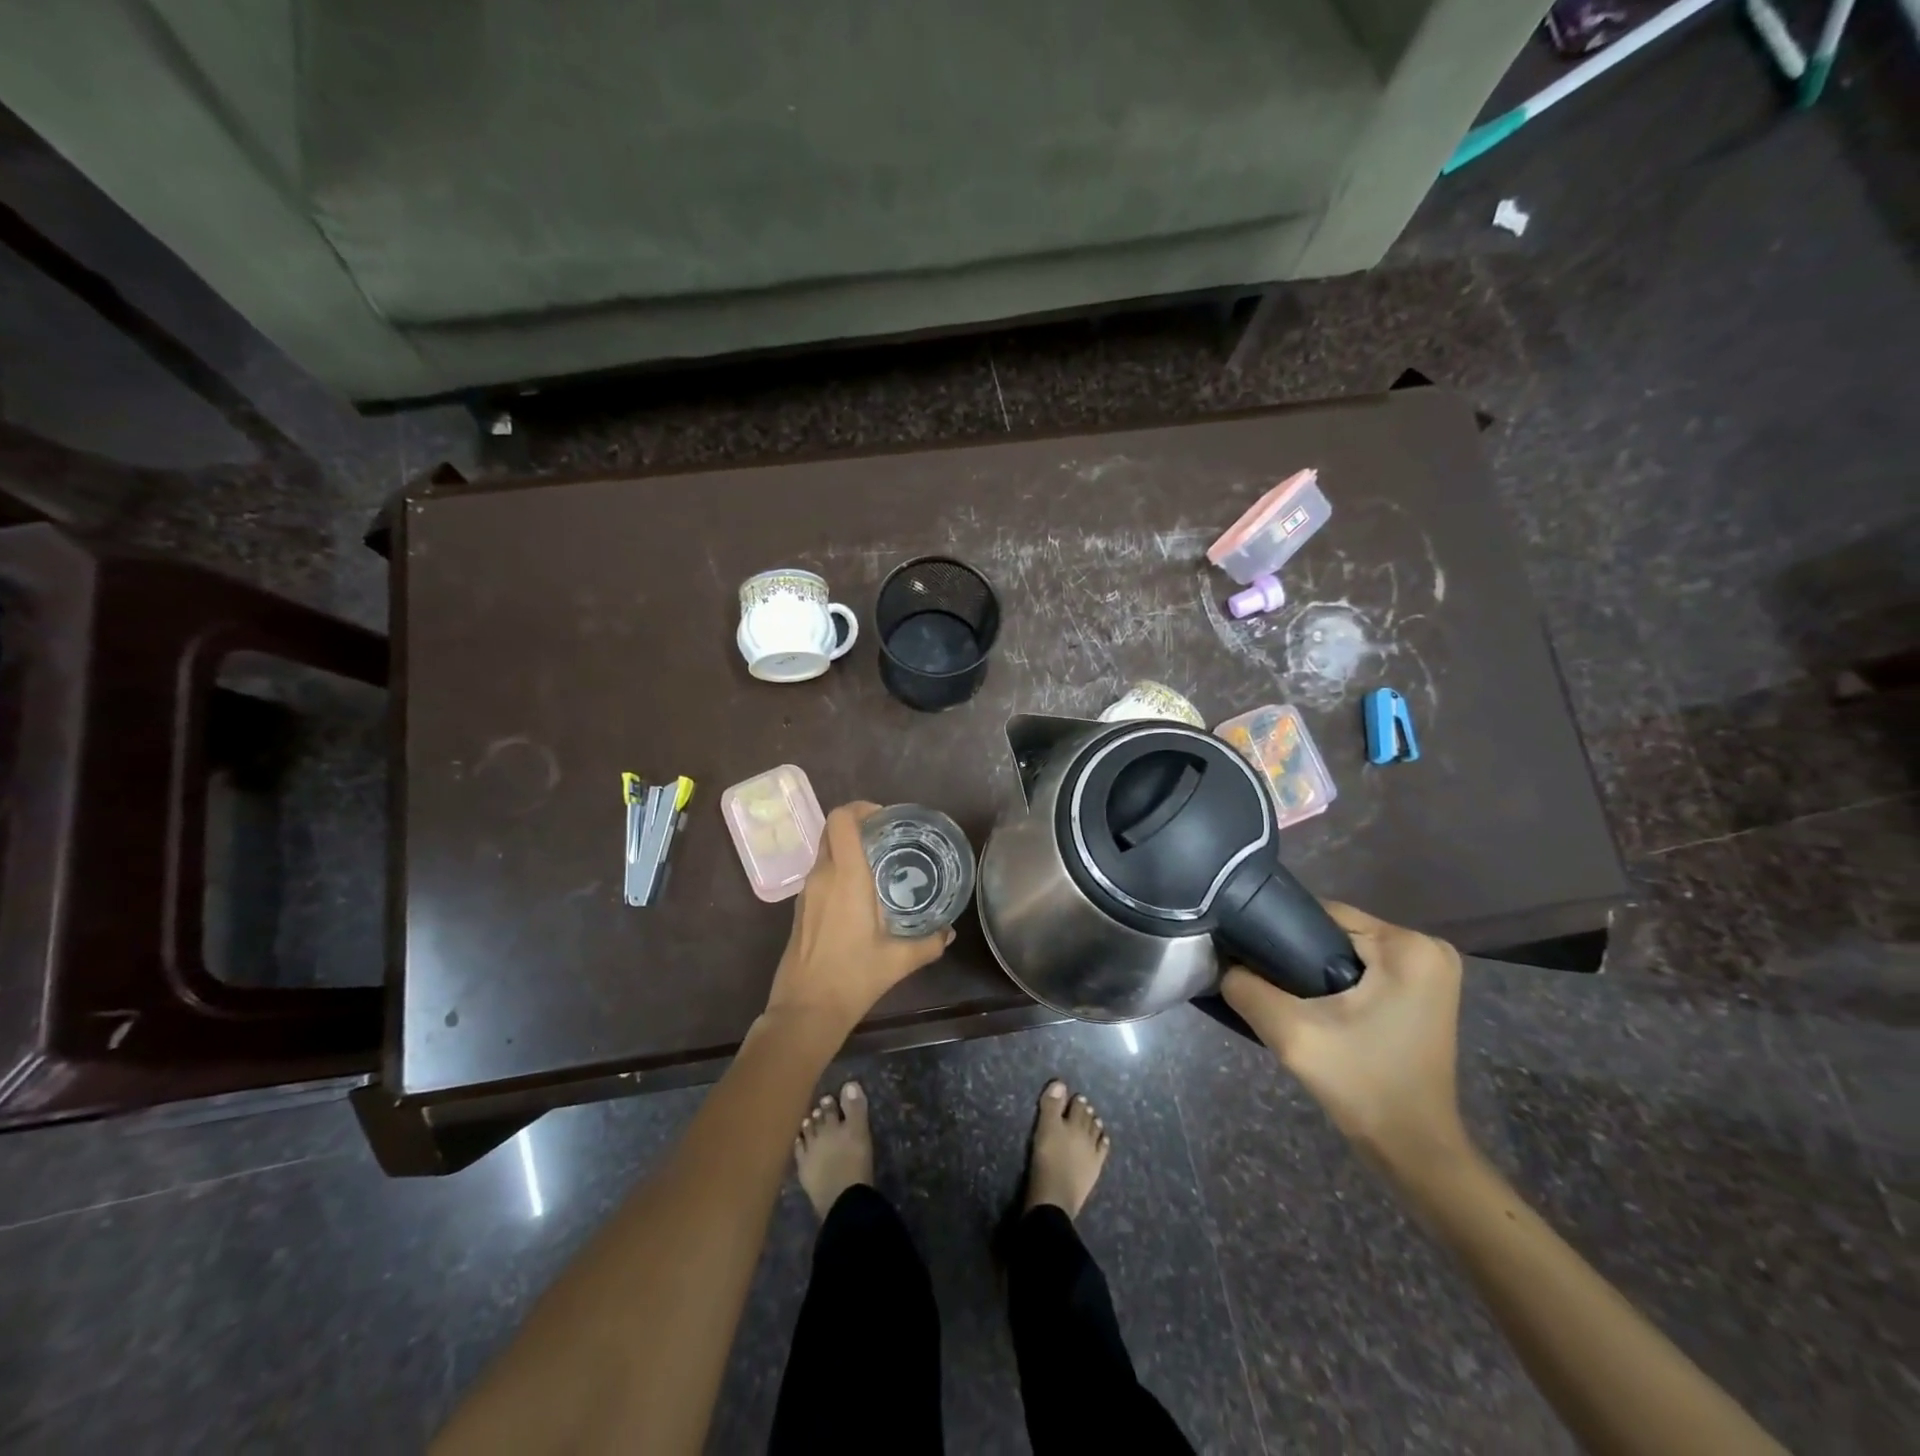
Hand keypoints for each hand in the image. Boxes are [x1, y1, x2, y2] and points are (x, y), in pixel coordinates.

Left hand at [763, 802, 951, 1031]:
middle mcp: (822, 876)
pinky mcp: (800, 909)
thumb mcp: (899, 960)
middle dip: (858, 826)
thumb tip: (948, 932)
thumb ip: (928, 942)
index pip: (841, 819)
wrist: (805, 1010)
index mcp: (846, 876)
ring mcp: (806, 892)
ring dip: (848, 850)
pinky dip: (839, 871)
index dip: (860, 808)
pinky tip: (860, 895)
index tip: (885, 818)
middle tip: (887, 838)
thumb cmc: (853, 977)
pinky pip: (820, 874)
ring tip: (879, 866)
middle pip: (832, 831)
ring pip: (825, 852)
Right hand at [1221, 901, 1469, 1175]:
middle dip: (1298, 954)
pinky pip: (1365, 968)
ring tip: (1288, 998)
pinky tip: (1318, 1008)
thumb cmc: (1361, 1086)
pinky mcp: (1425, 992)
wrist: (1415, 1152)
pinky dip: (1337, 982)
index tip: (1252, 959)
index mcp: (1407, 946)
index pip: (1322, 913)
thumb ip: (1247, 988)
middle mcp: (1427, 948)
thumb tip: (1223, 963)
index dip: (1280, 931)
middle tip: (1270, 987)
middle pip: (1336, 931)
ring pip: (1347, 950)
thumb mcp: (1292, 1034)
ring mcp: (1431, 971)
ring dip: (1315, 969)